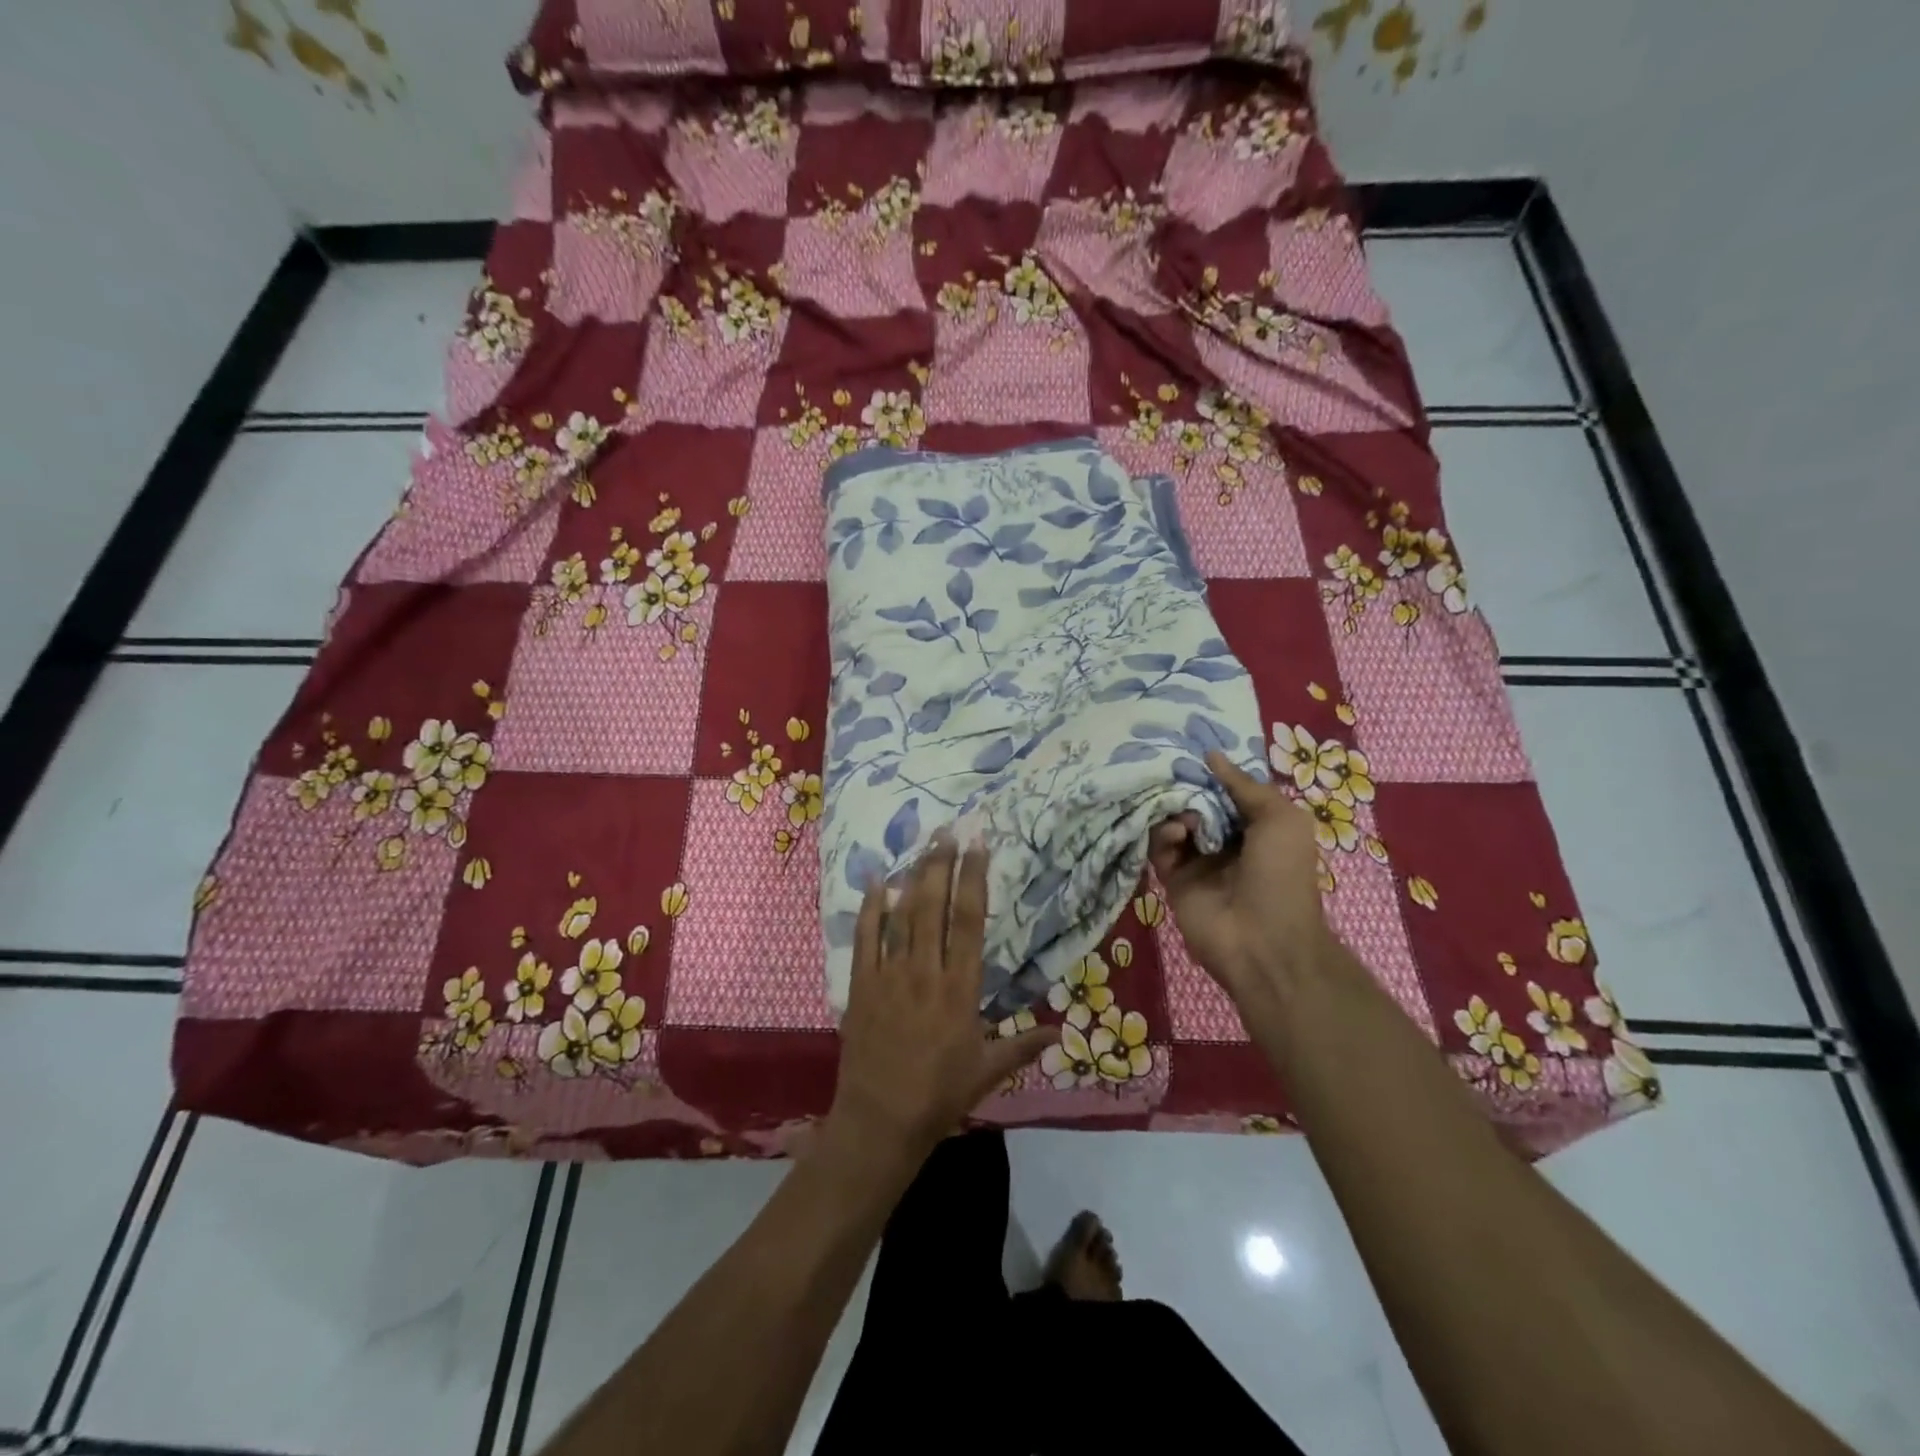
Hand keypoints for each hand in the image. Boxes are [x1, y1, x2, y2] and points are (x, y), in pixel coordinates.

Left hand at [827, 833, 1051, 1164]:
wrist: (880, 1121)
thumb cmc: (939, 1096)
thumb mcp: (987, 1072)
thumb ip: (1023, 1046)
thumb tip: (1060, 1031)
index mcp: (959, 988)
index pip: (969, 921)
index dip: (974, 879)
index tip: (978, 846)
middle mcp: (925, 971)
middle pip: (933, 906)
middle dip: (941, 864)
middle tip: (947, 831)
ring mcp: (889, 976)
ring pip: (901, 915)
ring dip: (912, 877)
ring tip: (920, 844)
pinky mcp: (861, 986)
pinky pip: (866, 939)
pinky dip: (870, 909)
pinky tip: (875, 883)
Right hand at [1147, 750, 1332, 998]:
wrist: (1263, 942)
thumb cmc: (1282, 876)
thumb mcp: (1280, 819)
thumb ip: (1245, 785)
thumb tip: (1211, 755)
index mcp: (1256, 826)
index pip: (1227, 790)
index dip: (1212, 772)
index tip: (1191, 748)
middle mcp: (1226, 840)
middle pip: (1196, 802)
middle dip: (1187, 785)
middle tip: (1173, 770)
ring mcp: (1198, 860)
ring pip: (1173, 821)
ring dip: (1175, 809)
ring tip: (1184, 814)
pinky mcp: (1173, 879)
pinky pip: (1159, 848)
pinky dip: (1163, 835)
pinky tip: (1176, 832)